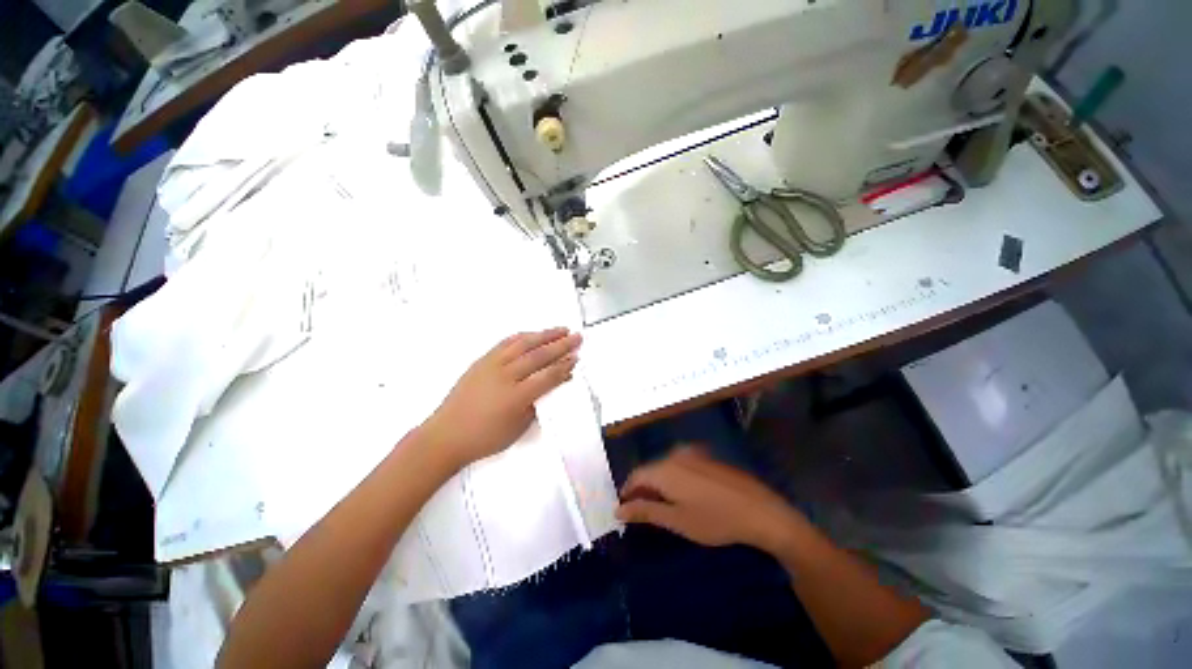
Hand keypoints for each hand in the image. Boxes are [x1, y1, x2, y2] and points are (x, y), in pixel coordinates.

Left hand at [421, 328, 580, 468]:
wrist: (445, 435)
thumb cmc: (485, 438)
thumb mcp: (518, 428)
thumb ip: (539, 404)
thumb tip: (555, 384)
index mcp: (516, 397)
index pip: (548, 376)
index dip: (564, 366)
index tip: (577, 358)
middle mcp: (505, 376)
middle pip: (539, 355)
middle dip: (561, 345)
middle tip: (577, 337)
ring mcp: (492, 365)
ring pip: (523, 344)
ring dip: (545, 335)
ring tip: (562, 329)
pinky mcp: (482, 361)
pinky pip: (506, 343)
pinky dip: (523, 336)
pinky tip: (533, 334)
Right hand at [616, 447, 805, 553]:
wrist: (760, 511)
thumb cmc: (714, 519)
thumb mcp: (676, 520)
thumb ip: (645, 511)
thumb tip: (618, 509)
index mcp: (664, 469)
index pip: (635, 475)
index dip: (627, 492)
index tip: (625, 510)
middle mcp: (675, 455)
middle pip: (650, 469)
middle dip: (643, 489)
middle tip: (644, 512)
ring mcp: (693, 454)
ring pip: (665, 467)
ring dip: (659, 484)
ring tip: (664, 506)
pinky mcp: (706, 458)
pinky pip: (681, 465)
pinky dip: (674, 479)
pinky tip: (685, 495)